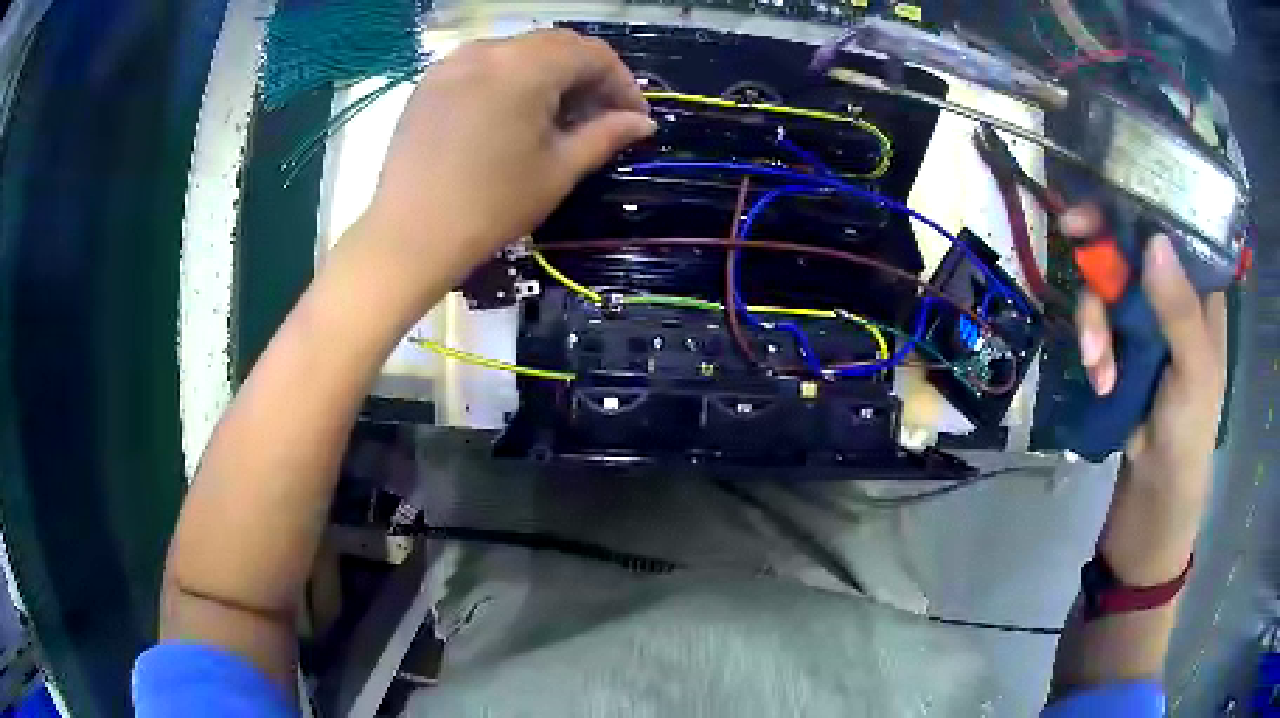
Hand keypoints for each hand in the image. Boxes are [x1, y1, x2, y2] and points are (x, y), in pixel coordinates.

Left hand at [367, 29, 655, 273]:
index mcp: (525, 67)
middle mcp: (489, 50)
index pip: (592, 53)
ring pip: (519, 51)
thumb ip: (605, 136)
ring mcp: (453, 63)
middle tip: (600, 116)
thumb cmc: (490, 207)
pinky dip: (511, 79)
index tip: (633, 117)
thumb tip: (643, 123)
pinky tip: (512, 115)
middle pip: (556, 45)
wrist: (408, 237)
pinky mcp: (430, 82)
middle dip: (586, 75)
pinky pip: (484, 65)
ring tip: (557, 117)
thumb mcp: (558, 171)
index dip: (621, 82)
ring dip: (549, 75)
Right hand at [1061, 206, 1226, 486]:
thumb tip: (1154, 241)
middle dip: (1102, 248)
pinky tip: (1100, 378)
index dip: (1140, 202)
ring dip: (1093, 319)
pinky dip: (1092, 345)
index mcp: (1198, 285)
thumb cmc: (1191, 425)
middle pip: (1129, 243)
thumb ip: (1179, 312)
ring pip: (1106, 281)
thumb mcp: (1194, 370)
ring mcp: (1143, 312)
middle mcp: (1170, 286)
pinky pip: (1096, 319)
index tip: (1107, 194)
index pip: (1171, 223)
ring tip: (1096, 364)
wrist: (1158, 480)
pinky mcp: (1120, 337)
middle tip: (1072, 235)